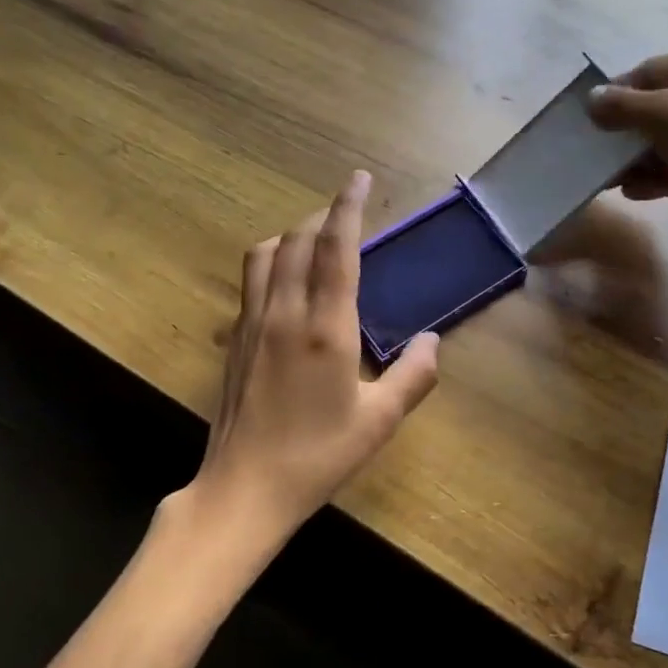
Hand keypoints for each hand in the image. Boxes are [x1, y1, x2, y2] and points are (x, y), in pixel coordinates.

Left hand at [171, 171, 440, 573]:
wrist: (244, 489)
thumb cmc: (318, 456)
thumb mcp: (379, 421)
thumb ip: (414, 376)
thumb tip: (434, 340)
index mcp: (325, 327)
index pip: (336, 248)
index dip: (348, 207)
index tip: (359, 178)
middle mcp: (284, 313)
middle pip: (297, 239)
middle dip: (322, 216)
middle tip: (347, 214)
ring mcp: (251, 324)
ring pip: (265, 254)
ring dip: (291, 235)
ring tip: (315, 242)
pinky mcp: (233, 340)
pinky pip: (251, 280)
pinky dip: (272, 261)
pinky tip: (287, 284)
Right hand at [587, 53, 667, 245]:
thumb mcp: (665, 113)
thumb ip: (623, 107)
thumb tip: (591, 99)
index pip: (647, 73)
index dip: (616, 92)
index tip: (588, 118)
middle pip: (653, 111)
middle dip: (622, 132)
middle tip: (591, 153)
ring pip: (663, 146)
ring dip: (634, 161)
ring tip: (605, 179)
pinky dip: (654, 181)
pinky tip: (632, 193)